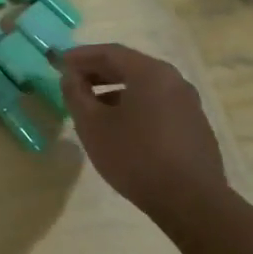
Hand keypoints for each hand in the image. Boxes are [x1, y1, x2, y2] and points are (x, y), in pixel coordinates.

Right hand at [61, 44, 229, 223]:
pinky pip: (157, 104)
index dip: (80, 55)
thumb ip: (75, 94)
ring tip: (91, 107)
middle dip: (97, 71)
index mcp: (150, 73)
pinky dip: (133, 105)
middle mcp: (173, 80)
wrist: (191, 201)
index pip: (109, 52)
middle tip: (72, 80)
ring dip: (114, 90)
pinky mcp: (194, 125)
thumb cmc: (135, 156)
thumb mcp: (92, 125)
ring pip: (144, 86)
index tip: (58, 62)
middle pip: (129, 66)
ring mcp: (188, 103)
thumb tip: (70, 76)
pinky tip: (119, 126)